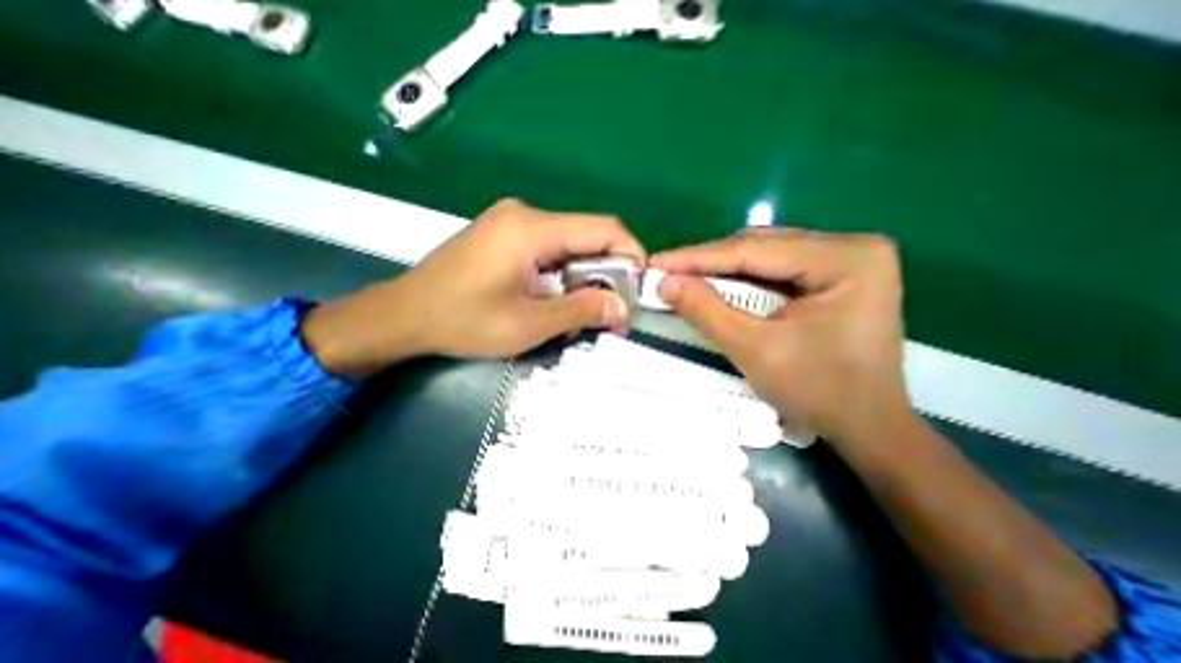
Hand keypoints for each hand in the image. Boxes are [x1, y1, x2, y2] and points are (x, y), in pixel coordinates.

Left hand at [299, 198, 642, 374]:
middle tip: (610, 312)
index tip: (638, 288)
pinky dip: (564, 275)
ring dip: (584, 278)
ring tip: (581, 313)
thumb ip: (581, 311)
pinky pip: (550, 250)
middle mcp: (525, 215)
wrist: (403, 315)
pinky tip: (556, 301)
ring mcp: (512, 223)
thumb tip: (622, 309)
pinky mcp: (504, 235)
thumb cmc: (462, 320)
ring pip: (570, 245)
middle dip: (607, 274)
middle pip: (587, 236)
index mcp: (532, 229)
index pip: (604, 228)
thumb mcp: (528, 324)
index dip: (631, 254)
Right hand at [650, 231, 906, 442]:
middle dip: (708, 263)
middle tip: (666, 273)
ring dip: (722, 270)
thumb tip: (665, 282)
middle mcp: (851, 247)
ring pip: (765, 256)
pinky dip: (741, 280)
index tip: (656, 262)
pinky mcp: (835, 275)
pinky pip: (775, 270)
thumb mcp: (754, 350)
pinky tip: (715, 287)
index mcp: (845, 258)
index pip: (754, 250)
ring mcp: (845, 259)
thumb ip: (707, 311)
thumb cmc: (818, 392)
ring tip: (683, 279)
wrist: (867, 427)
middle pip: (760, 247)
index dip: (697, 257)